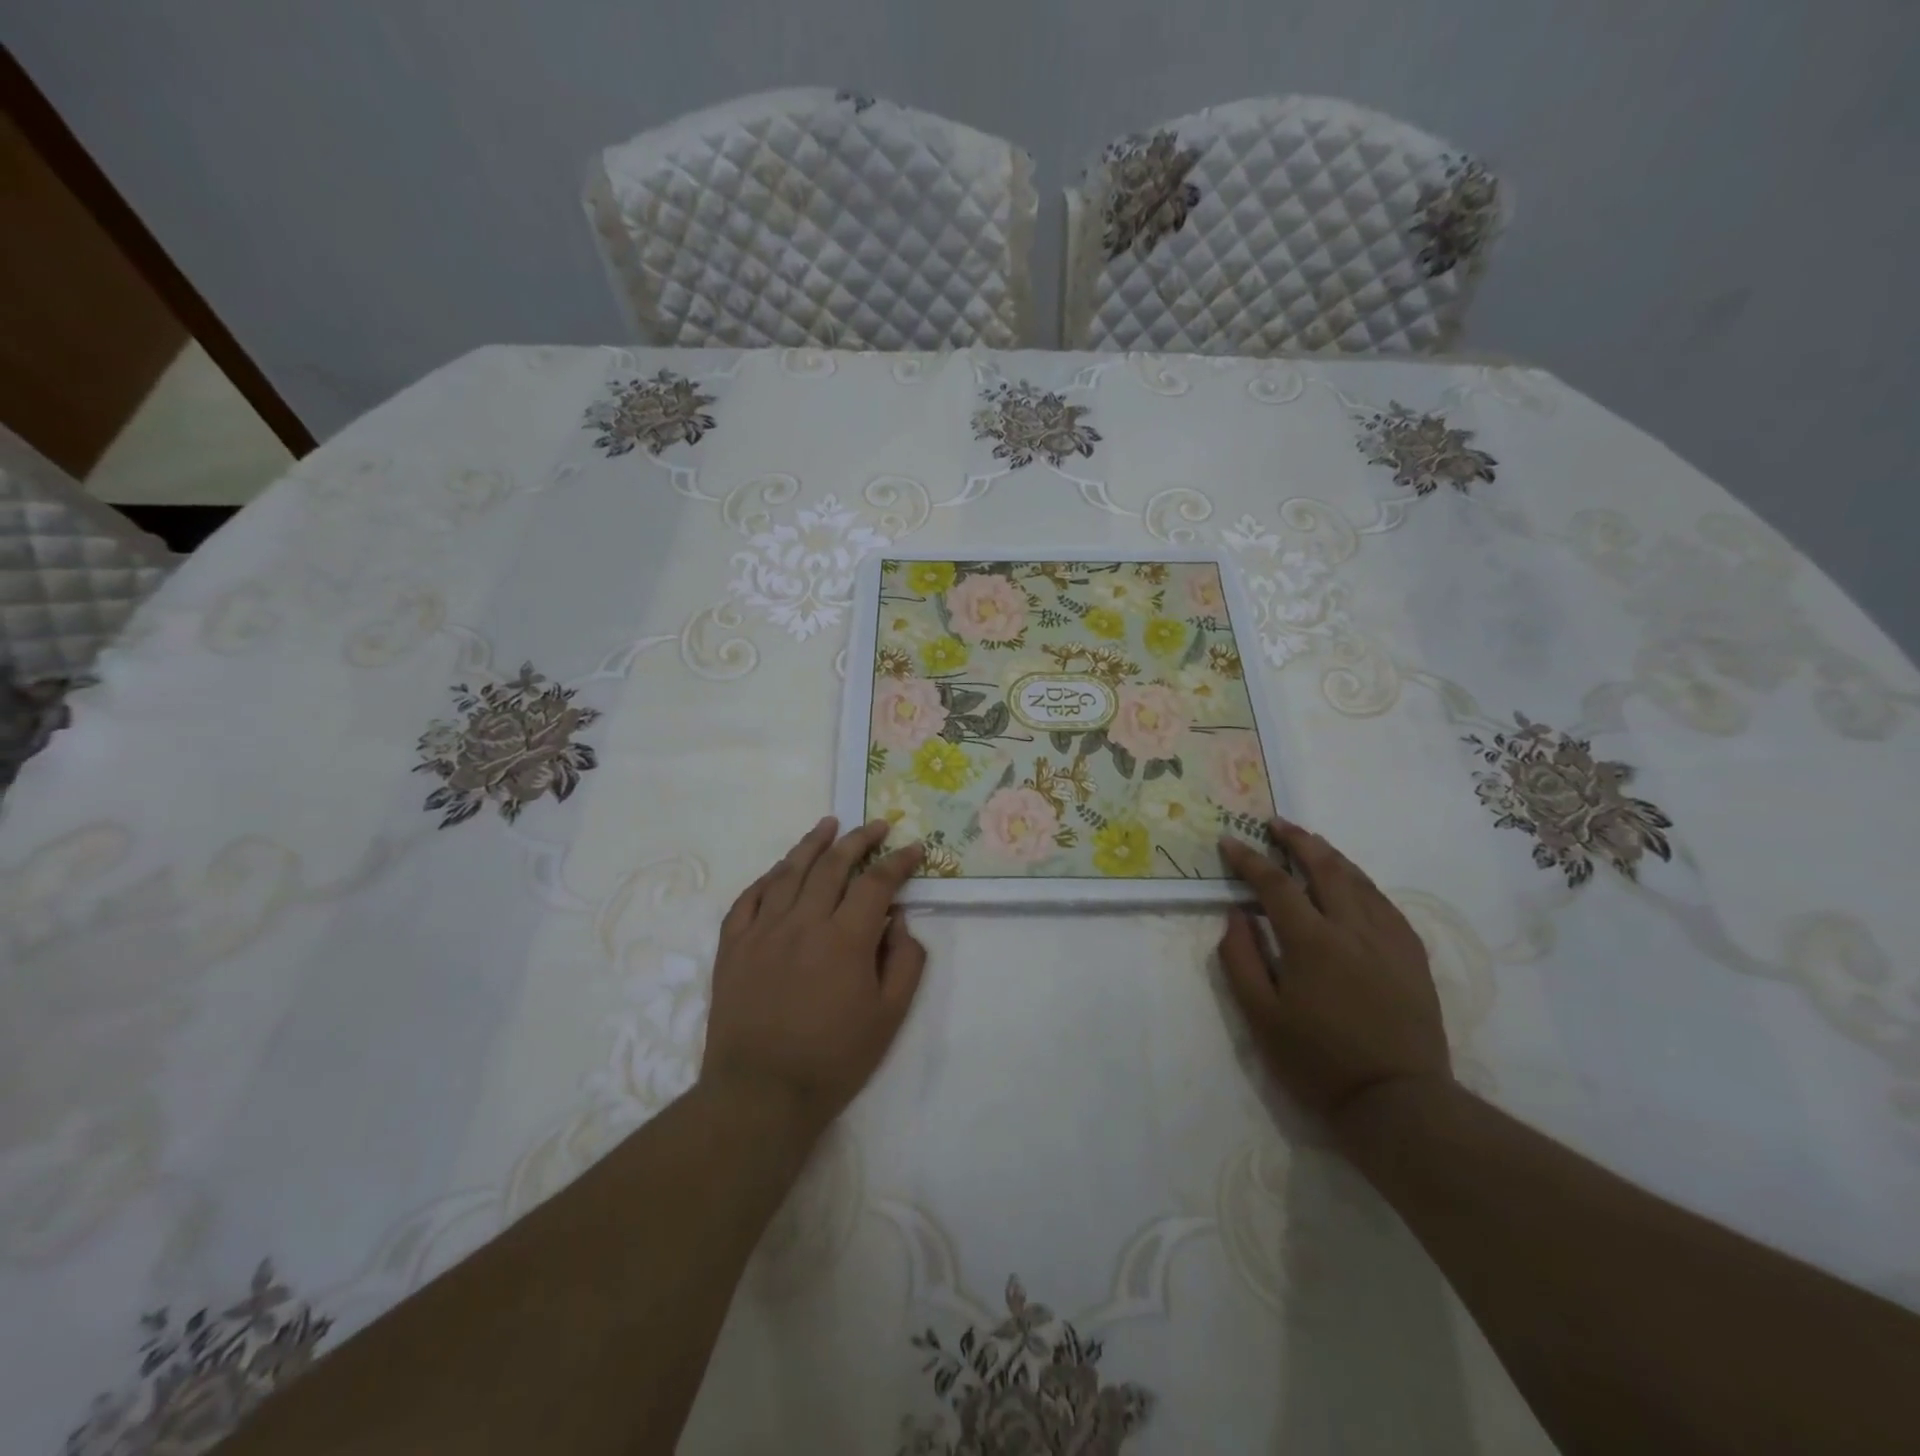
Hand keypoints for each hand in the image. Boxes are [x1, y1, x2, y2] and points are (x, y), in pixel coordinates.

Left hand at [700, 817, 925, 1139]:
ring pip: (789, 872)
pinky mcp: (733, 946)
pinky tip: (780, 868)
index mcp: (846, 939)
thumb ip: (905, 961)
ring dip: (812, 844)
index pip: (877, 883)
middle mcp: (803, 923)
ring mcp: (763, 931)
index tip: (913, 849)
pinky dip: (768, 877)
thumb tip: (898, 920)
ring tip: (829, 825)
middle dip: (859, 840)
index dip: (898, 861)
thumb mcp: (890, 1016)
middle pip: (833, 865)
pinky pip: (749, 898)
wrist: (760, 1094)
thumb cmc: (834, 1059)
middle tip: (876, 825)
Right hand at [1217, 818, 1451, 1130]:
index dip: (1249, 859)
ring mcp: (1389, 939)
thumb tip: (1236, 915)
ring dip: (1330, 854)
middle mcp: (1353, 928)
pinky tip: (1353, 882)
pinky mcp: (1412, 955)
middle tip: (1275, 824)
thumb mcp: (1261, 1017)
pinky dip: (1361, 882)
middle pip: (1324, 867)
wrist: (1399, 1102)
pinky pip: (1385, 903)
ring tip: (1310, 841)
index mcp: (1312, 942)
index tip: (1230, 841)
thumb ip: (1241, 959)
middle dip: (1297, 840)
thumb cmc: (1318, 1062)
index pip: (1275, 884)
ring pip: (1359, 880)